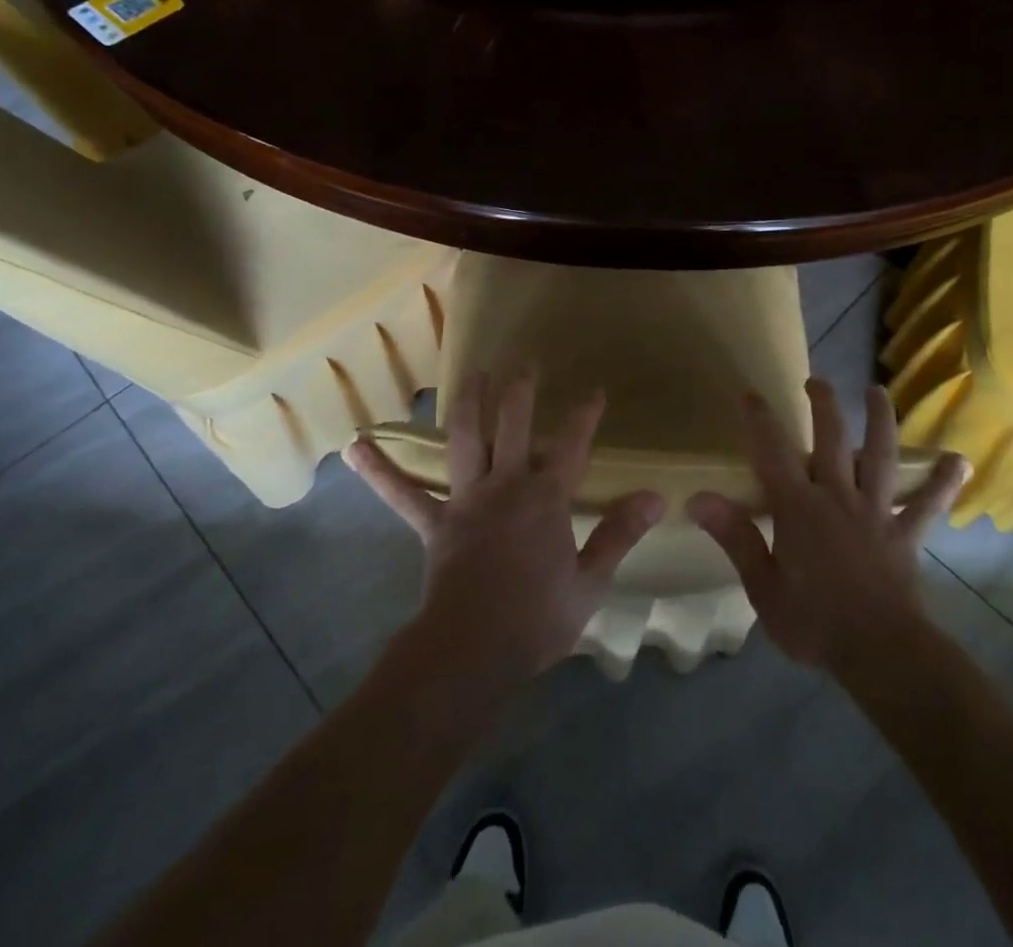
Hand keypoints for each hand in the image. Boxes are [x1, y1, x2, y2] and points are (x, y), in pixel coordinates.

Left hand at [346, 371, 663, 689]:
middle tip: (524, 361)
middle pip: (514, 424)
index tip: (593, 392)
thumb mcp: (590, 581)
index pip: (572, 444)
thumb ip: (620, 534)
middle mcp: (506, 485)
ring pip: (465, 438)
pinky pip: (404, 494)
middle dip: (520, 389)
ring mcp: (466, 499)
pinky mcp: (435, 522)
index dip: (584, 415)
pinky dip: (380, 472)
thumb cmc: (538, 619)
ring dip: (467, 402)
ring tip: (470, 373)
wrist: (474, 652)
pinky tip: (355, 449)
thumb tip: (657, 498)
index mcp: (547, 498)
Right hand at [688, 380, 968, 679]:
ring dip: (880, 420)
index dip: (760, 419)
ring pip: (880, 456)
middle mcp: (838, 496)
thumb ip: (735, 537)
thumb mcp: (762, 586)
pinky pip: (926, 504)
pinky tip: (959, 461)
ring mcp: (876, 511)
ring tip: (878, 391)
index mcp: (798, 507)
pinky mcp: (905, 533)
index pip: (773, 451)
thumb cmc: (814, 622)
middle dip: (823, 404)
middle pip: (831, 438)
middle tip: (816, 381)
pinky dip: (942, 482)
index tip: (750, 393)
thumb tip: (698, 497)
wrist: (881, 654)